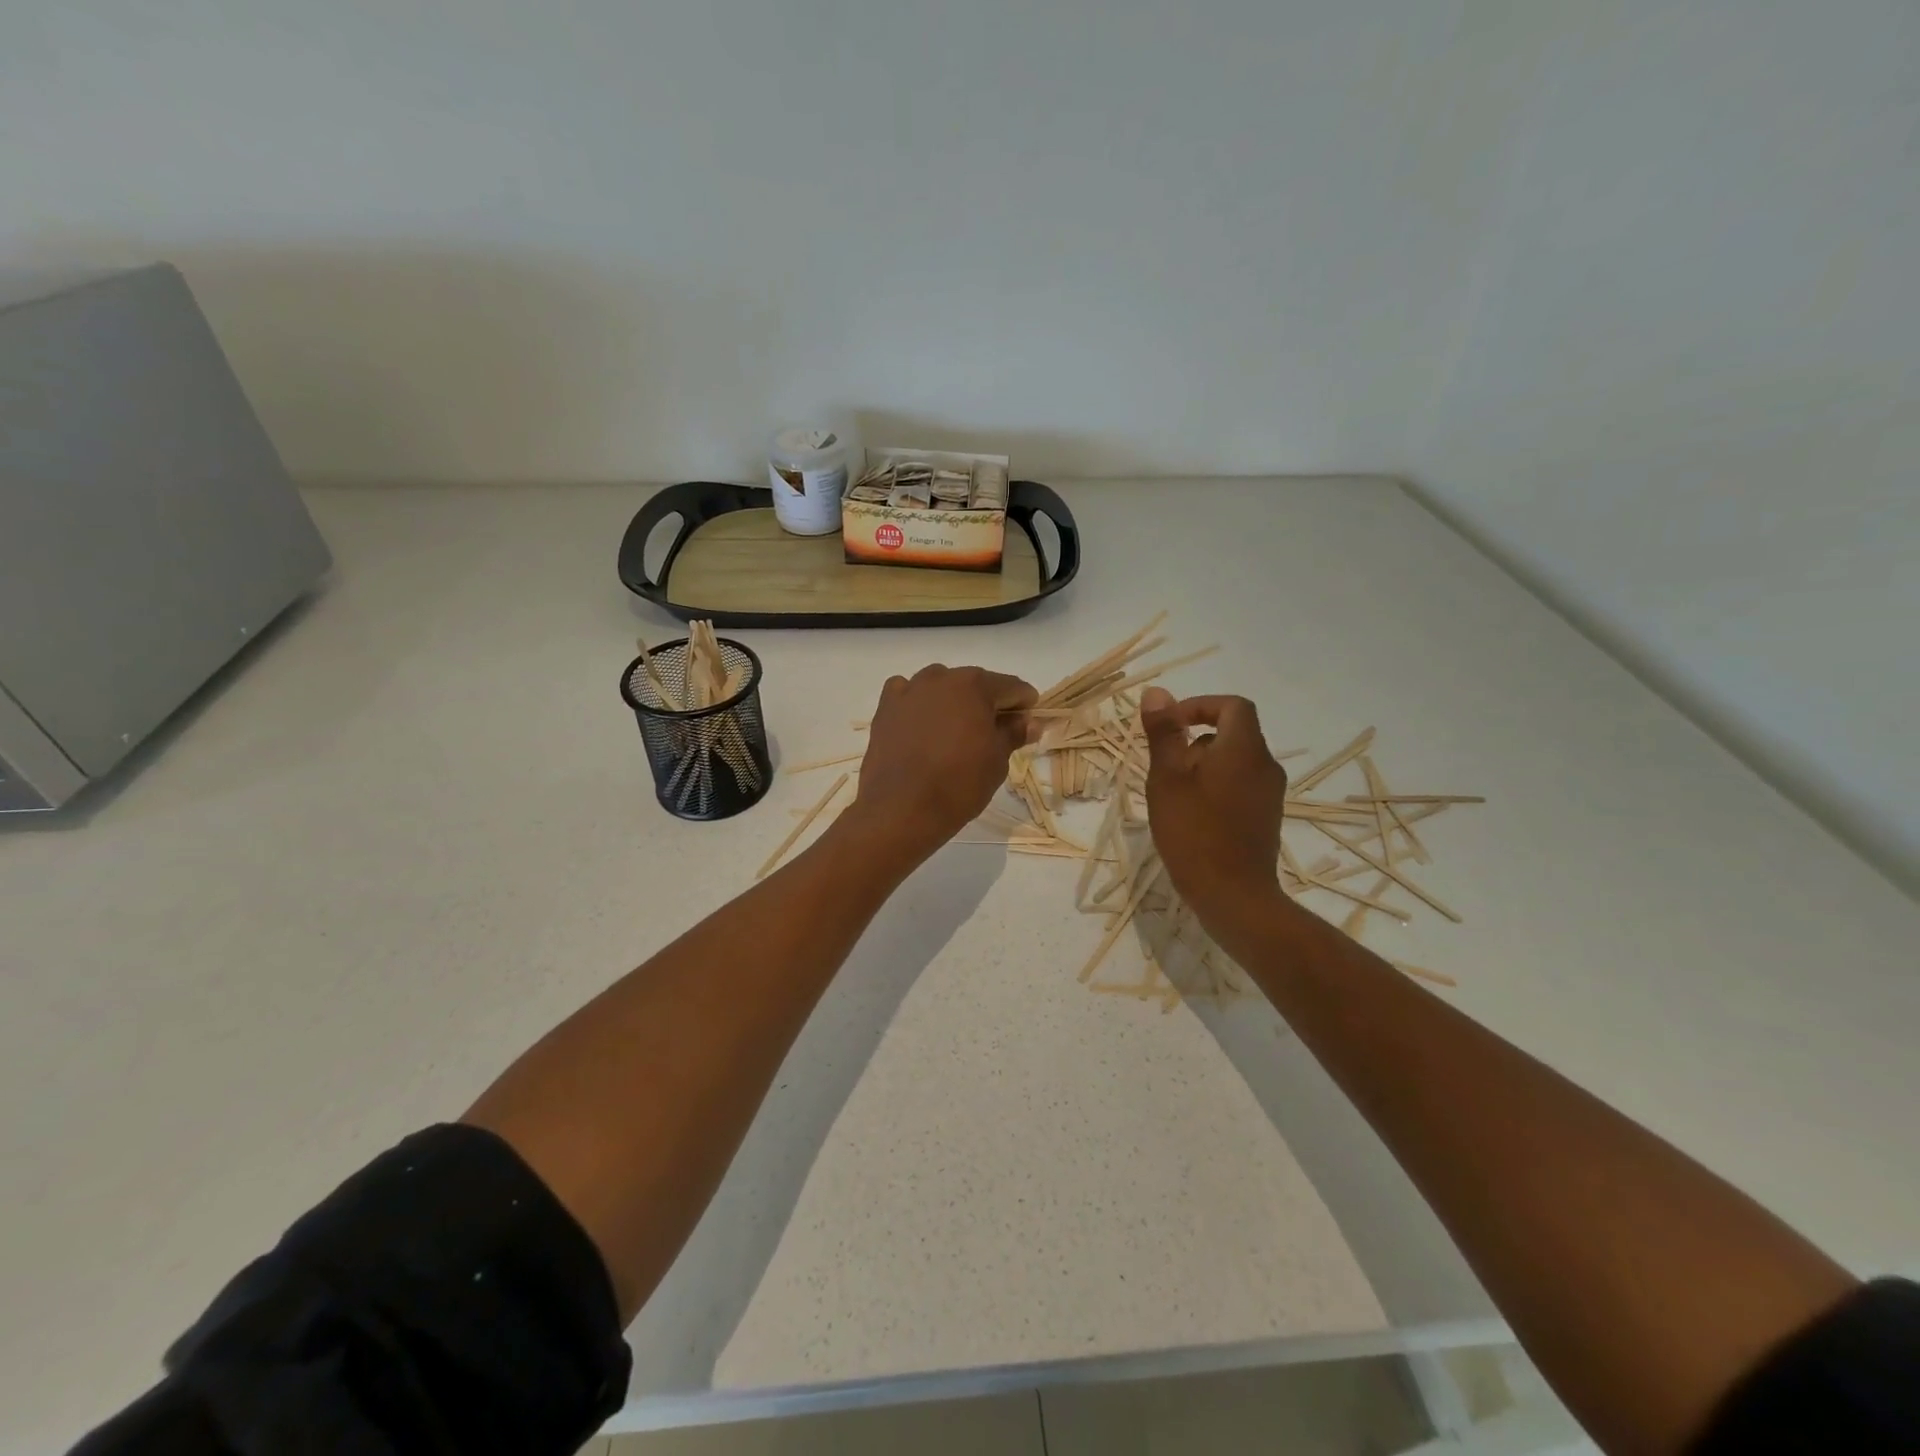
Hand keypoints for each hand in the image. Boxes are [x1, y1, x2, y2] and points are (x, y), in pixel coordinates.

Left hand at [850, 665, 1036, 858]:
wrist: (902, 809)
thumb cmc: (959, 784)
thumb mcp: (997, 761)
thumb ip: (1014, 733)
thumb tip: (1030, 722)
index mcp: (975, 685)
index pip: (1011, 687)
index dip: (1024, 703)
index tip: (1028, 722)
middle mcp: (941, 677)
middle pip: (974, 684)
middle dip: (988, 703)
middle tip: (994, 732)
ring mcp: (909, 690)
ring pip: (941, 687)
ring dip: (953, 702)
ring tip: (956, 732)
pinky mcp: (886, 707)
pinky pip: (908, 695)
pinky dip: (918, 704)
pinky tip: (922, 725)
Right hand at [1140, 687, 1287, 921]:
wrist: (1233, 896)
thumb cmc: (1193, 832)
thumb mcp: (1167, 778)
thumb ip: (1164, 733)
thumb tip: (1157, 693)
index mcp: (1244, 749)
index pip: (1232, 706)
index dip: (1200, 706)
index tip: (1171, 725)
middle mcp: (1265, 766)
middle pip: (1234, 734)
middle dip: (1196, 740)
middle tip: (1164, 766)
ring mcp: (1270, 794)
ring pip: (1235, 762)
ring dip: (1204, 766)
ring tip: (1174, 794)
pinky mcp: (1267, 818)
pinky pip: (1241, 786)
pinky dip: (1216, 787)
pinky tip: (1192, 816)